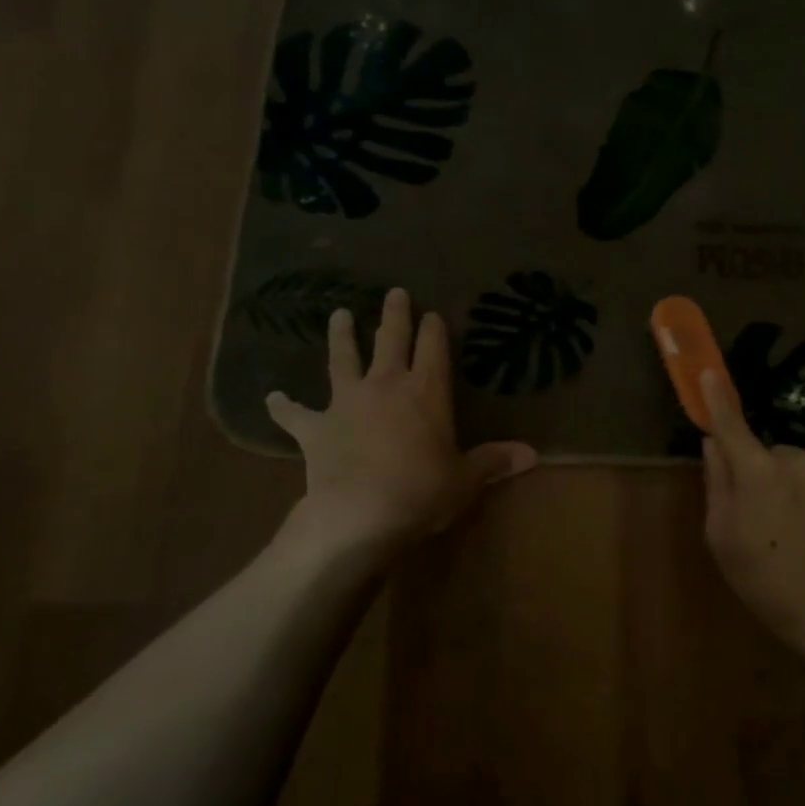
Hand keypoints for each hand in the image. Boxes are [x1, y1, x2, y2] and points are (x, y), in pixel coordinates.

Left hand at [266, 288, 537, 547]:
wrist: (361, 513)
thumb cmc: (422, 492)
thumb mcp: (466, 479)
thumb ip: (495, 461)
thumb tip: (533, 455)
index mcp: (426, 392)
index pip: (433, 348)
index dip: (433, 328)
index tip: (432, 312)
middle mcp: (386, 385)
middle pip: (390, 339)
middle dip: (394, 315)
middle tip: (394, 292)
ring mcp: (346, 402)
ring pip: (342, 359)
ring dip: (341, 337)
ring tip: (339, 315)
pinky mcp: (316, 428)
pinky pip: (295, 414)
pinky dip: (283, 406)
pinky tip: (271, 398)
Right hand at [699, 370, 804, 657]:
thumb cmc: (767, 579)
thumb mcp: (722, 536)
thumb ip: (717, 483)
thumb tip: (714, 446)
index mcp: (759, 469)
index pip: (731, 424)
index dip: (716, 399)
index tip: (707, 371)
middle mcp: (796, 459)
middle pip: (760, 454)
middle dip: (751, 473)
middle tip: (747, 517)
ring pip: (787, 469)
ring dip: (778, 488)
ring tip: (780, 535)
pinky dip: (799, 499)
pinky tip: (803, 537)